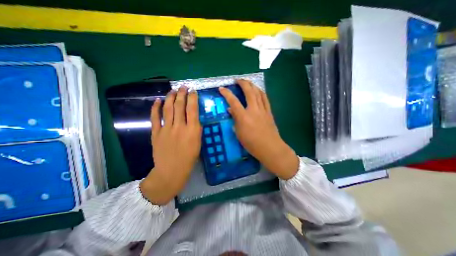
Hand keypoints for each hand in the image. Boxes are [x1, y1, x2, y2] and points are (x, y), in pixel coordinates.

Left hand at [140, 87, 201, 204]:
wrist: (171, 171)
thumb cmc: (189, 158)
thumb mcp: (198, 143)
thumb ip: (196, 129)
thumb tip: (194, 118)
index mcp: (192, 130)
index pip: (193, 109)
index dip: (193, 98)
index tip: (193, 91)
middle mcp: (179, 127)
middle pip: (180, 106)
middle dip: (182, 94)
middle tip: (183, 87)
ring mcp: (166, 129)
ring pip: (168, 108)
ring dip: (170, 98)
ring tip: (173, 90)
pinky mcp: (156, 133)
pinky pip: (155, 117)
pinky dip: (155, 108)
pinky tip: (157, 100)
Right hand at [220, 80, 299, 179]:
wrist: (270, 147)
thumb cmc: (252, 144)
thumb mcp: (239, 133)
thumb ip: (235, 120)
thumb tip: (231, 110)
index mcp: (244, 117)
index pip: (233, 101)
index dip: (226, 93)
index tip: (222, 88)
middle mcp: (253, 110)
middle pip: (248, 91)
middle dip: (242, 83)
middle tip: (237, 80)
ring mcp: (263, 110)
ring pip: (258, 92)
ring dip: (252, 85)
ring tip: (247, 82)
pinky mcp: (269, 112)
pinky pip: (265, 98)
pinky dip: (261, 92)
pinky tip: (258, 90)